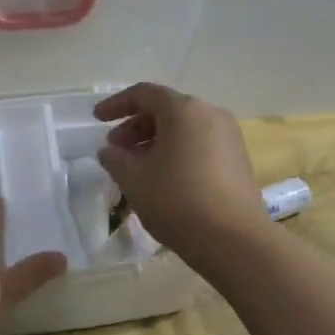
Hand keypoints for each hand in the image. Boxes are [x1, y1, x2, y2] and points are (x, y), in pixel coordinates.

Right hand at [94, 83, 264, 264]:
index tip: (96, 119)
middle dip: (135, 126)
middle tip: (115, 149)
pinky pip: (199, 144)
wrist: (234, 240)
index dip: (116, 104)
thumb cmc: (177, 201)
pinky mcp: (238, 159)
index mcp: (184, 110)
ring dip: (155, 141)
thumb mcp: (133, 180)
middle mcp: (210, 114)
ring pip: (183, 128)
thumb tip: (109, 151)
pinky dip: (176, 151)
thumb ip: (115, 159)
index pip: (144, 94)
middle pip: (166, 109)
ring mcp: (229, 136)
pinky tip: (163, 177)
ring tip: (135, 166)